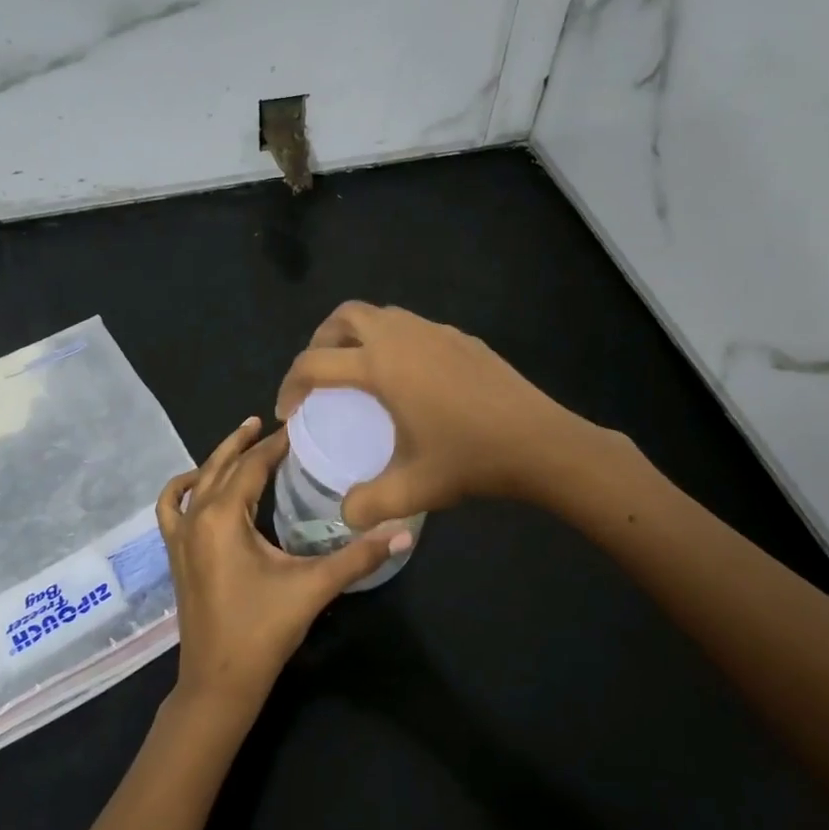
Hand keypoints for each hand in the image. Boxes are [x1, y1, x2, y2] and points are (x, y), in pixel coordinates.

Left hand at [156, 417, 410, 713]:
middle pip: (221, 465)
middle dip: (246, 441)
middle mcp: (196, 518)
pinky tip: (197, 484)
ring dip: (218, 458)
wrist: (218, 683)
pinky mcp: (175, 555)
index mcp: (223, 518)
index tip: (300, 426)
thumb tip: (403, 532)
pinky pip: (170, 509)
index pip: (252, 465)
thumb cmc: (263, 631)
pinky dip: (182, 488)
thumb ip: (358, 557)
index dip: (277, 444)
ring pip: (196, 482)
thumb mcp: (313, 588)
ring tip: (242, 440)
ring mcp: (180, 537)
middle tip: (271, 422)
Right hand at [275, 302, 587, 526]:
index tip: (289, 413)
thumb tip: (347, 515)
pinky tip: (409, 380)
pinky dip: (394, 341)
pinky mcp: (461, 337)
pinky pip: (413, 327)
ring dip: (358, 336)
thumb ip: (369, 504)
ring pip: (381, 315)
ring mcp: (435, 331)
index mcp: (380, 366)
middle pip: (344, 316)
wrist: (539, 441)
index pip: (314, 363)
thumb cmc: (470, 459)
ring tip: (358, 373)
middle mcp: (402, 337)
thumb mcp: (413, 490)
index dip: (291, 385)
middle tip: (318, 377)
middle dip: (320, 340)